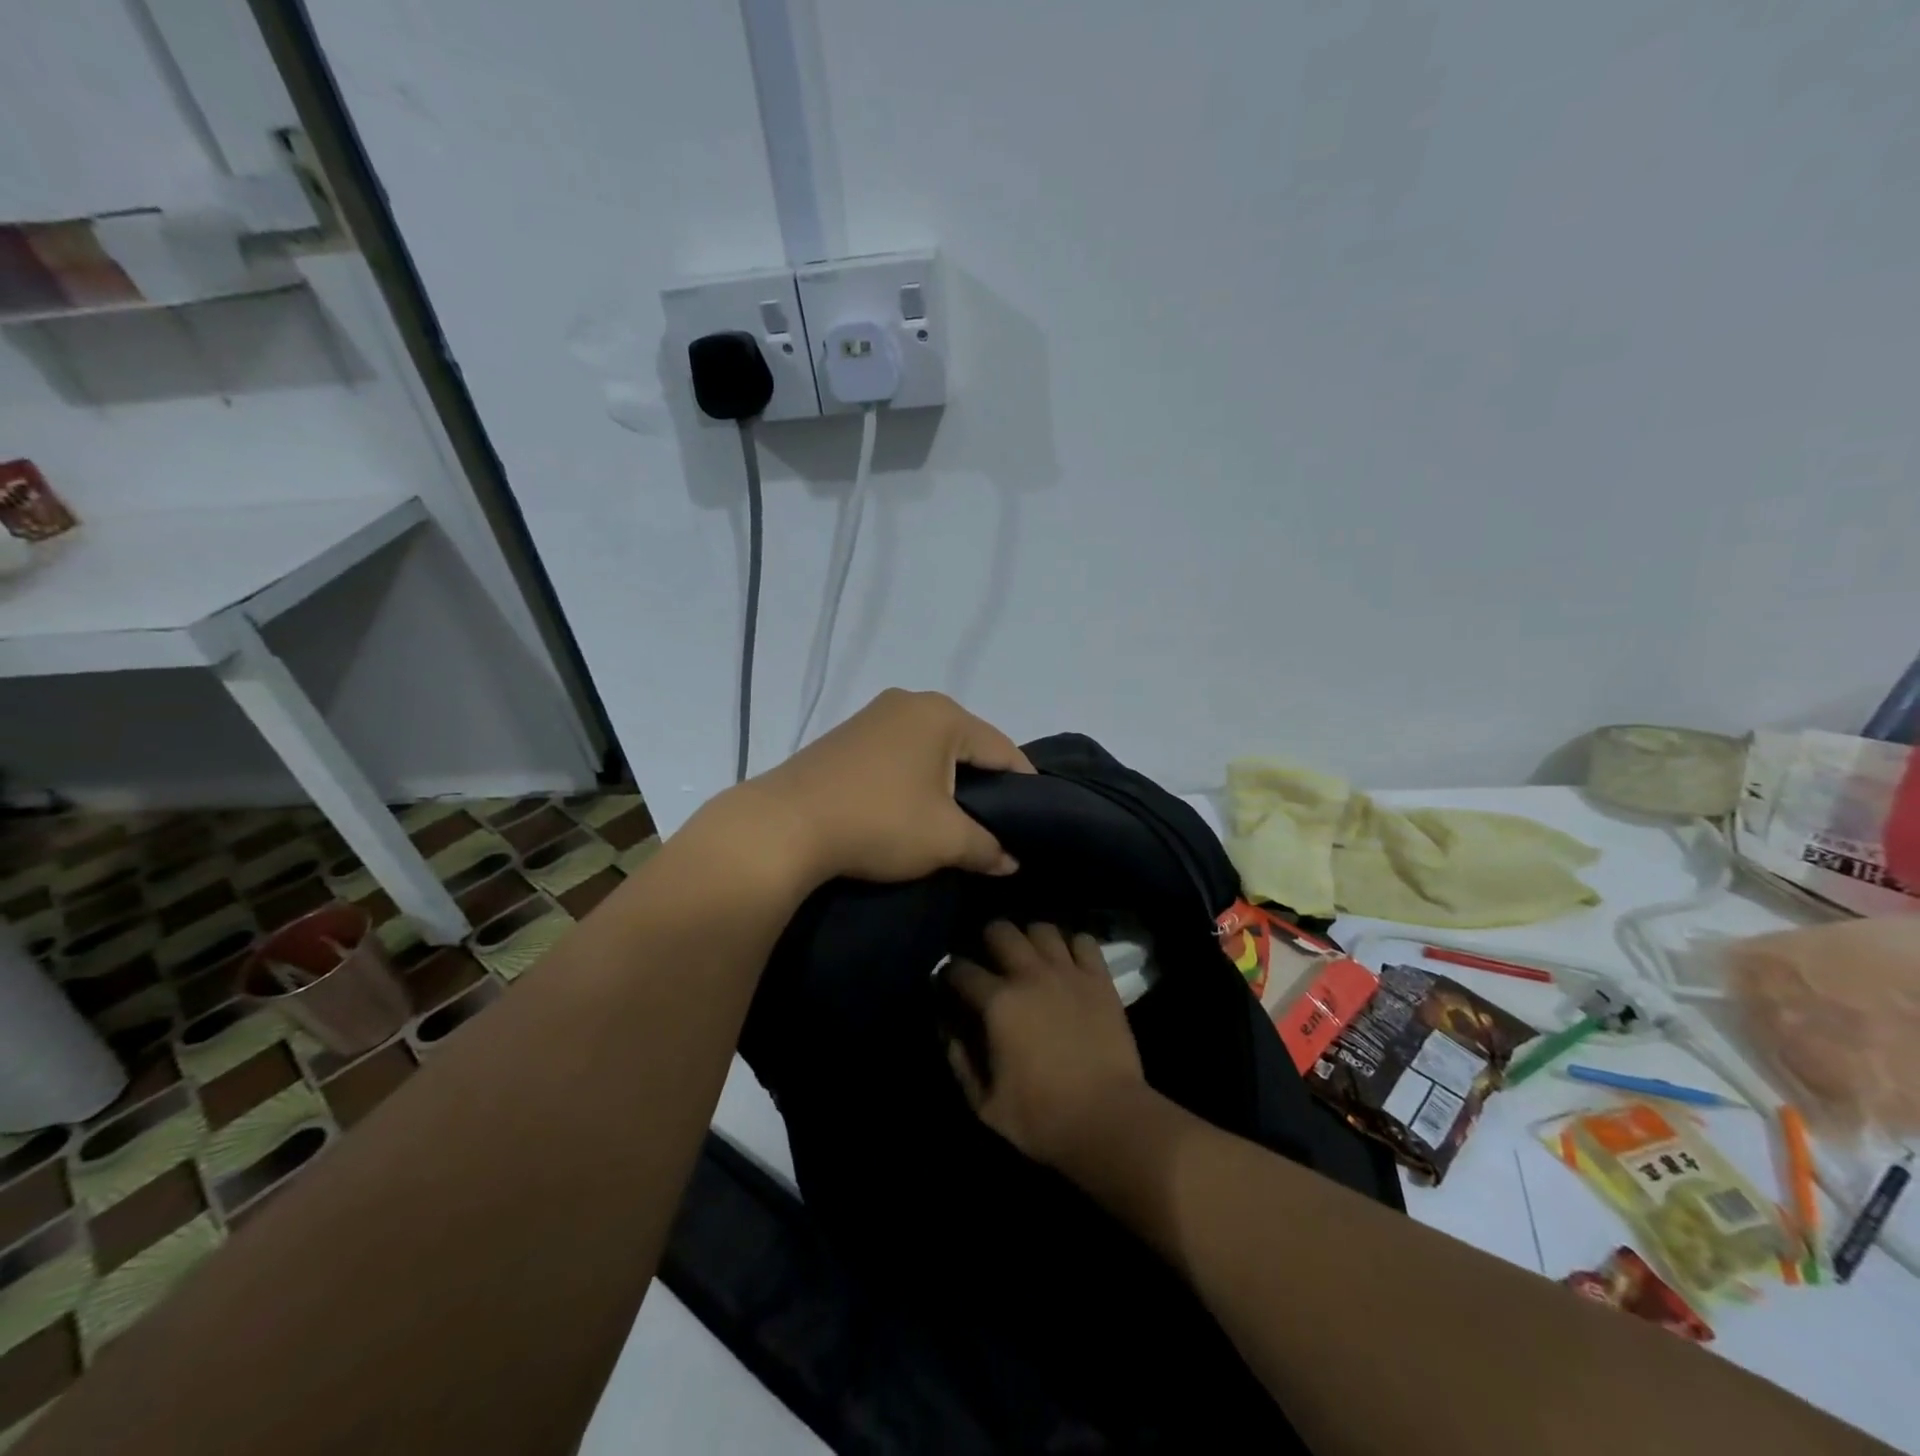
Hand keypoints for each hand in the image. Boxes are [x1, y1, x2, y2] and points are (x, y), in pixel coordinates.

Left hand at [744, 688, 1032, 885]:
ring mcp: (873, 716)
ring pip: (930, 749)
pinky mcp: (845, 736)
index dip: (1023, 786)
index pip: (1002, 748)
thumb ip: (987, 847)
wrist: (785, 826)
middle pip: (966, 744)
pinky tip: (911, 808)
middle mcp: (910, 702)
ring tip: (953, 821)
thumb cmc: (879, 822)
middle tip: (995, 824)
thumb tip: (1011, 860)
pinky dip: (913, 778)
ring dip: (945, 782)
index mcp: (943, 715)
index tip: (1034, 820)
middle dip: (983, 783)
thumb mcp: (944, 840)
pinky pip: (898, 753)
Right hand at [945, 922, 1149, 1170]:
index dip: (949, 974)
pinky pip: (1085, 941)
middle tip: (991, 960)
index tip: (950, 984)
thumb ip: (961, 1062)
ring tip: (1031, 957)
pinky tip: (1070, 963)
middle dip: (988, 940)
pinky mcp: (1100, 979)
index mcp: (998, 1003)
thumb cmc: (1042, 1118)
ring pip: (1042, 929)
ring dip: (1031, 939)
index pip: (960, 970)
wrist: (1108, 1119)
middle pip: (1001, 931)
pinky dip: (1074, 946)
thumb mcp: (985, 1104)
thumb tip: (948, 1030)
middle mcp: (1030, 975)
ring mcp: (1068, 973)